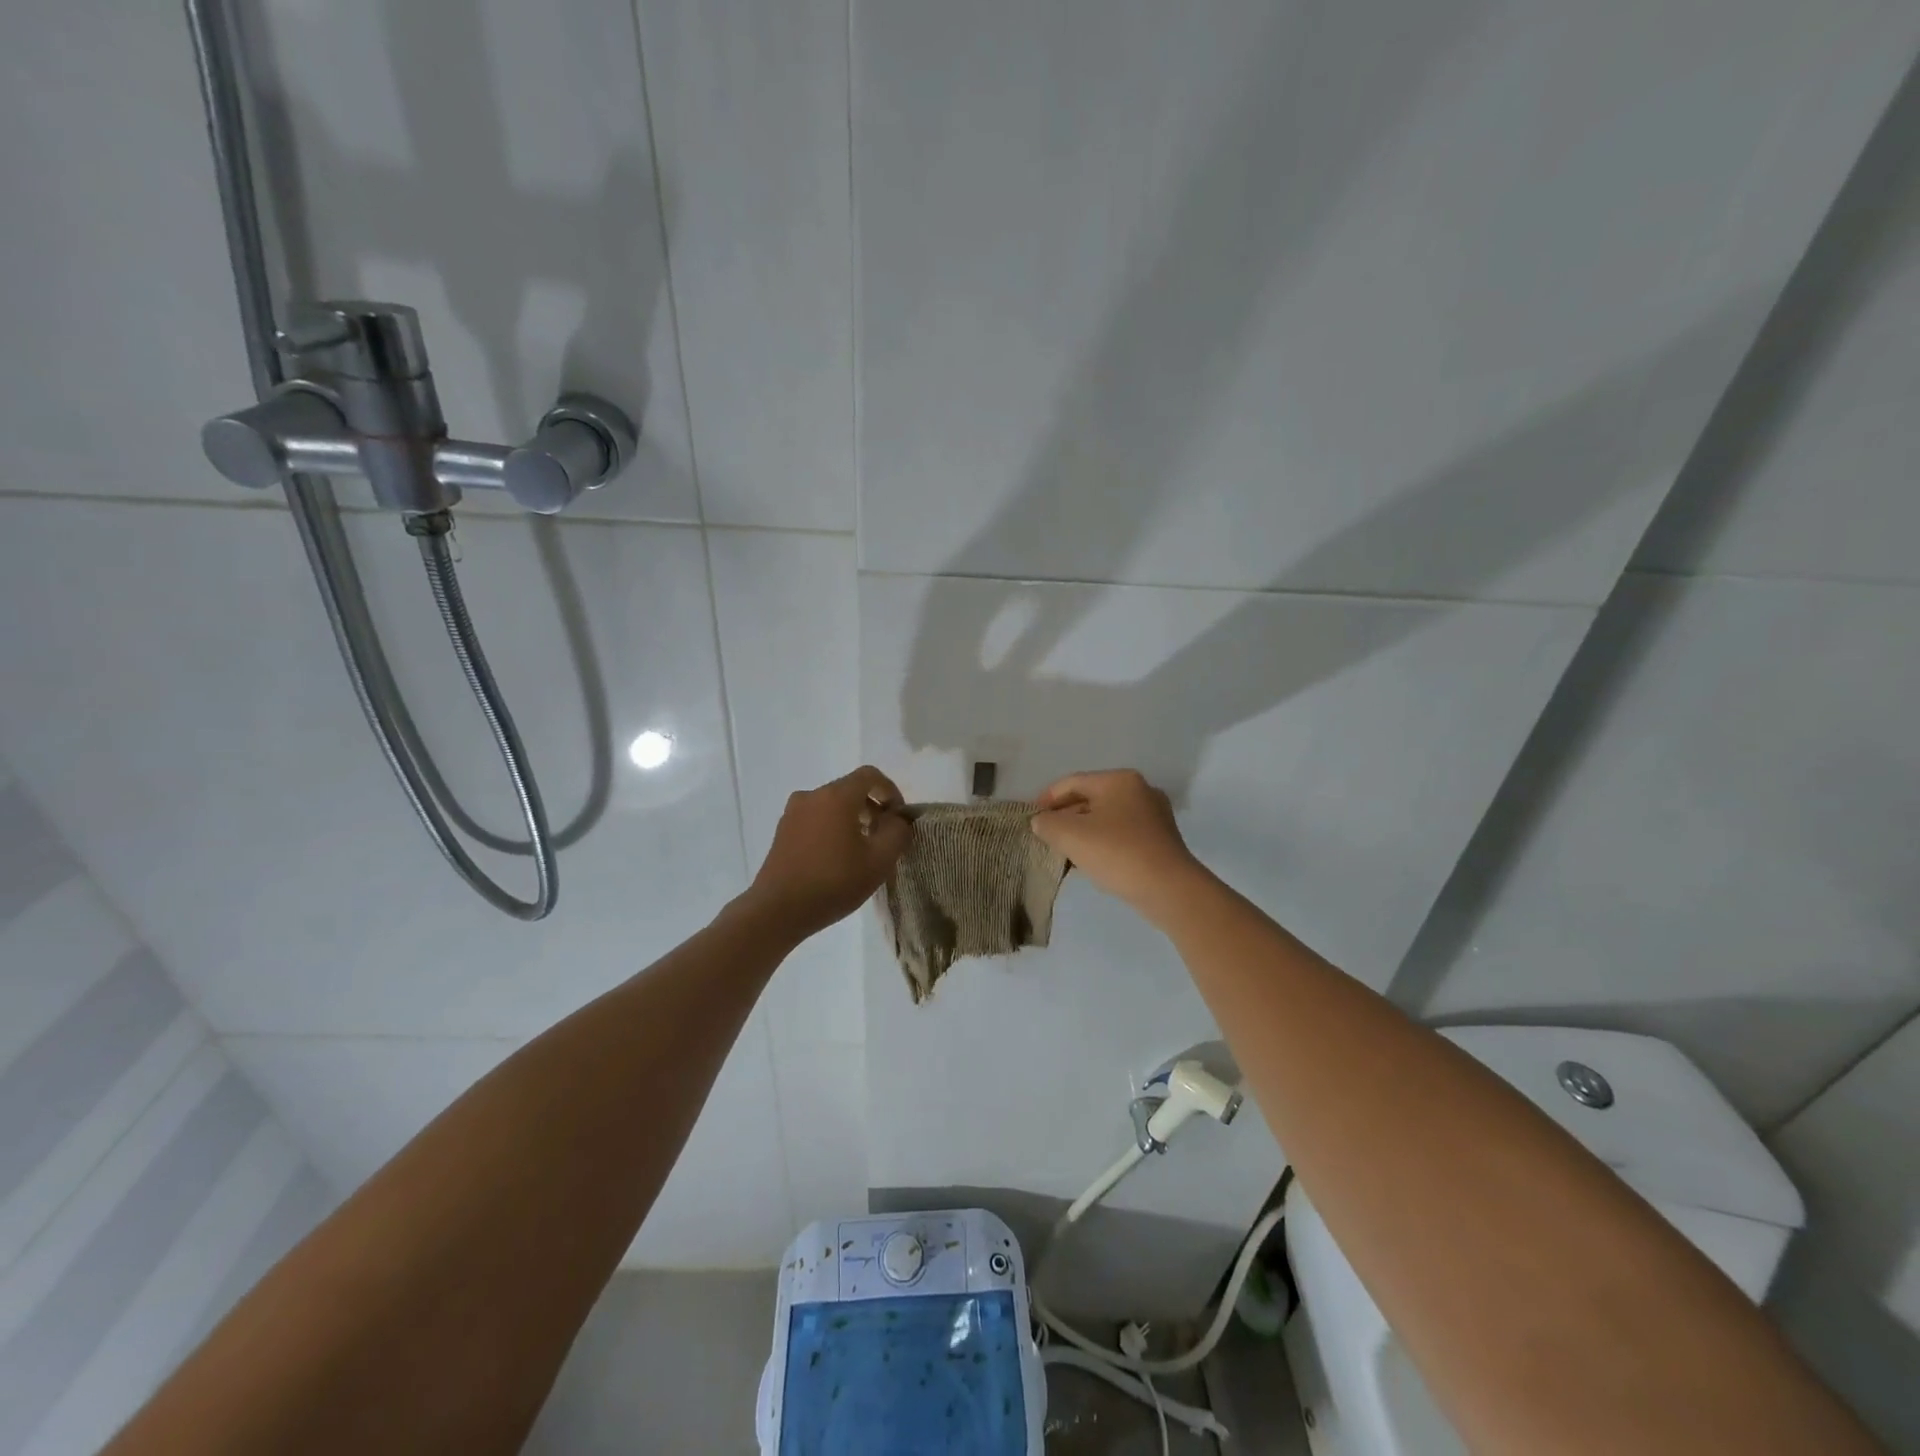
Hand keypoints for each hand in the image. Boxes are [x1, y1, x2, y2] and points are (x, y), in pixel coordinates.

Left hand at [744, 766, 912, 939]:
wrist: (778, 910)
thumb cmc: (834, 882)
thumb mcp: (880, 861)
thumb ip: (897, 832)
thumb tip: (897, 819)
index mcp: (836, 796)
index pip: (870, 775)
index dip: (890, 791)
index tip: (898, 817)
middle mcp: (812, 796)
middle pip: (850, 789)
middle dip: (872, 807)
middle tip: (884, 837)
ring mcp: (793, 812)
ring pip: (832, 805)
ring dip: (852, 819)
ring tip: (861, 850)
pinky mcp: (782, 830)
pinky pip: (815, 818)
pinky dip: (832, 828)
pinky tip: (836, 858)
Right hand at [1029, 769, 1209, 917]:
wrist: (1169, 889)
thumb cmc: (1117, 853)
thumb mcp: (1071, 836)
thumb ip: (1047, 824)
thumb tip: (1040, 821)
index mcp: (1118, 780)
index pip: (1072, 782)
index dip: (1047, 798)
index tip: (1031, 818)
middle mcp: (1139, 790)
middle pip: (1091, 797)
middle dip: (1065, 815)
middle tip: (1046, 834)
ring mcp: (1154, 815)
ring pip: (1107, 816)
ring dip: (1083, 830)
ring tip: (1064, 849)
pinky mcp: (1160, 839)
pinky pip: (1122, 833)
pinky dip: (1103, 841)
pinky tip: (1091, 860)